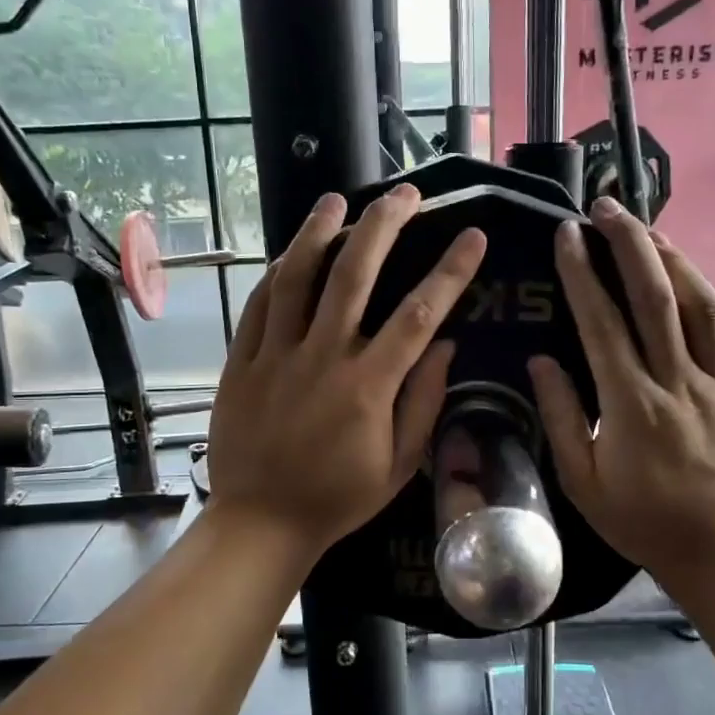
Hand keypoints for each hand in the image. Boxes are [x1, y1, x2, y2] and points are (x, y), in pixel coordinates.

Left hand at [206, 185, 486, 561]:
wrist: (261, 521)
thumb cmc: (338, 497)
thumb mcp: (399, 464)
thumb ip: (423, 401)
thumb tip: (444, 344)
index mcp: (368, 385)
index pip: (417, 314)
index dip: (449, 271)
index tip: (471, 235)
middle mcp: (323, 358)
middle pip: (354, 275)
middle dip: (383, 226)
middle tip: (403, 194)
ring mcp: (276, 355)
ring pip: (298, 278)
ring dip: (320, 232)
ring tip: (338, 200)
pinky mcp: (242, 361)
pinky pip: (260, 305)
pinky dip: (278, 272)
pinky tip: (292, 251)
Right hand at [529, 199, 714, 590]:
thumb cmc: (642, 520)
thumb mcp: (582, 481)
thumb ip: (562, 417)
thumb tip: (541, 361)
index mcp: (631, 402)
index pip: (601, 322)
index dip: (581, 272)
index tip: (567, 234)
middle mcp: (678, 381)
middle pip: (656, 297)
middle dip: (630, 244)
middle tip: (609, 207)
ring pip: (704, 307)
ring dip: (676, 260)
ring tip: (651, 231)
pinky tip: (713, 292)